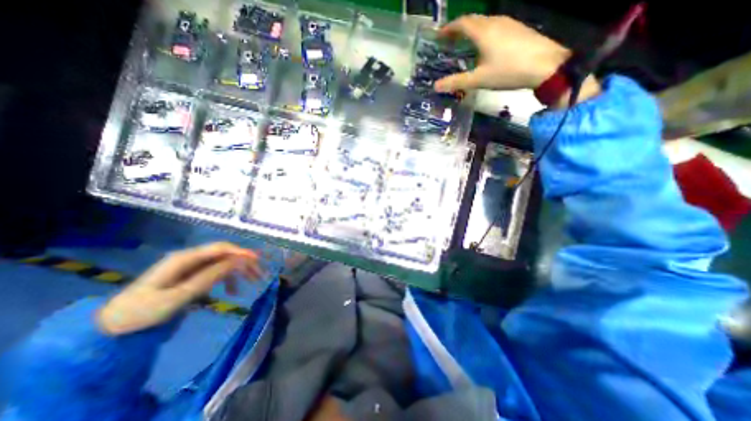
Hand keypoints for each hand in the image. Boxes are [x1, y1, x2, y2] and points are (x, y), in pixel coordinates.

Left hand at [98, 243, 261, 335]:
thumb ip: (209, 277)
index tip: (258, 260)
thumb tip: (236, 261)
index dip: (241, 252)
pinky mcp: (192, 276)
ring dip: (239, 271)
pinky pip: (217, 273)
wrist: (112, 327)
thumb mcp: (178, 296)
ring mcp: (192, 267)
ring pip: (224, 263)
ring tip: (252, 283)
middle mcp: (191, 258)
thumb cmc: (142, 312)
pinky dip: (228, 280)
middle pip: (225, 254)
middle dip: (244, 263)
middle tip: (259, 275)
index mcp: (185, 258)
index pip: (220, 248)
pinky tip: (233, 292)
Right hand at [434, 14, 599, 104]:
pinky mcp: (517, 29)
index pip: (462, 23)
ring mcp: (508, 24)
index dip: (449, 28)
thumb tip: (435, 86)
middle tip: (449, 40)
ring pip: (485, 22)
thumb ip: (456, 82)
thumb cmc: (508, 71)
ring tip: (464, 43)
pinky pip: (495, 26)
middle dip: (459, 28)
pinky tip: (484, 46)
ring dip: (472, 30)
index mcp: (483, 32)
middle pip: (473, 20)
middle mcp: (495, 22)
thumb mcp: (478, 79)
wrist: (545, 65)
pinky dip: (483, 33)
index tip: (439, 36)